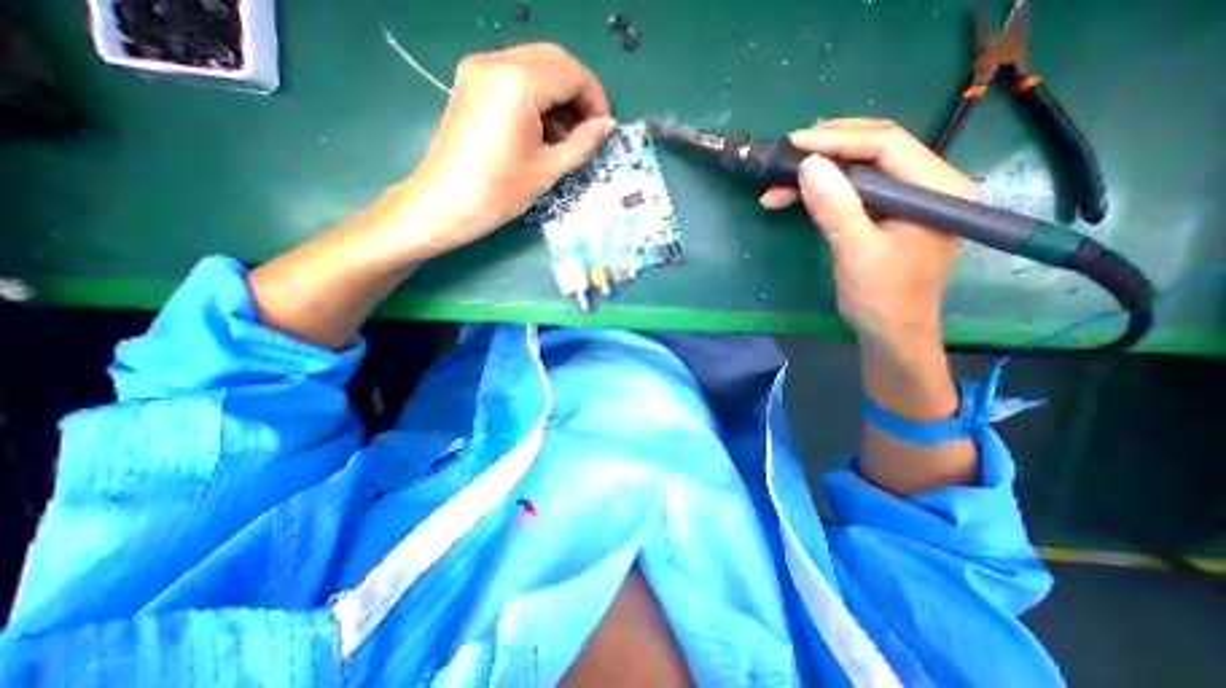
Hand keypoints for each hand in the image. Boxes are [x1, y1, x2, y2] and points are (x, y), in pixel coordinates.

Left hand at [379, 44, 618, 259]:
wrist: (444, 203)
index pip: (572, 73)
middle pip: (554, 59)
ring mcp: (479, 68)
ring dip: (558, 93)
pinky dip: (537, 94)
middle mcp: (496, 61)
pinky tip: (542, 127)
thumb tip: (607, 125)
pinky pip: (515, 74)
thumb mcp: (548, 169)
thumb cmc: (499, 192)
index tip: (603, 128)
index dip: (595, 99)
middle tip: (588, 128)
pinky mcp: (470, 81)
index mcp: (518, 82)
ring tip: (567, 134)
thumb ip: (583, 142)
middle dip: (579, 92)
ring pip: (535, 64)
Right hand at [763, 118, 972, 348]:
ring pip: (860, 170)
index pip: (887, 144)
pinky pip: (854, 191)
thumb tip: (808, 165)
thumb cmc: (881, 297)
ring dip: (819, 174)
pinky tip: (797, 197)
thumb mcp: (856, 252)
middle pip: (876, 149)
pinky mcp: (888, 215)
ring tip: (780, 183)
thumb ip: (835, 208)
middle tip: (787, 154)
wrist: (891, 334)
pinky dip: (823, 192)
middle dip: (827, 150)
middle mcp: (929, 185)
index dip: (838, 139)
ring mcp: (907, 200)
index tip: (795, 143)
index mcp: (937, 188)